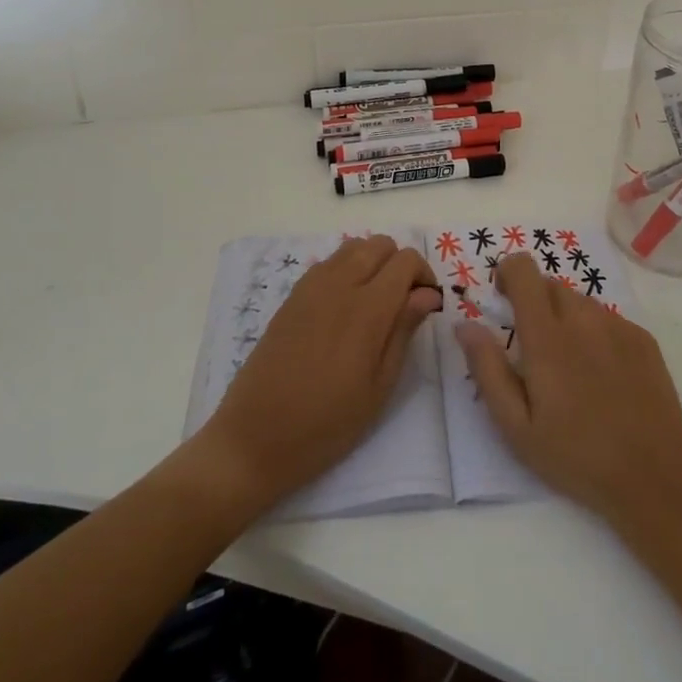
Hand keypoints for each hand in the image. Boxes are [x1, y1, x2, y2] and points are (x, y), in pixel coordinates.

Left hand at [197, 236, 441, 511]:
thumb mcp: (379, 387)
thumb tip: (427, 295)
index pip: (406, 261)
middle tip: (403, 303)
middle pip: (380, 244)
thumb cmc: (326, 424)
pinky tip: (344, 309)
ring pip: (354, 247)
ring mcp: (311, 287)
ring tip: (374, 303)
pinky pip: (328, 263)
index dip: (424, 276)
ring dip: (372, 263)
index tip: (426, 306)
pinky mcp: (292, 296)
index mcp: (367, 309)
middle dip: (400, 264)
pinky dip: (346, 270)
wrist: (254, 438)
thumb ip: (404, 331)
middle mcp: (339, 285)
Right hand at [456, 254, 681, 529]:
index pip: (523, 270)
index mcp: (547, 336)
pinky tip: (601, 375)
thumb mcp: (516, 426)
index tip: (502, 299)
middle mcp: (583, 318)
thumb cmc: (576, 456)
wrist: (654, 477)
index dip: (507, 273)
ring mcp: (617, 325)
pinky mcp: (642, 338)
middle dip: (534, 303)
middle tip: (533, 349)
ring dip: (565, 318)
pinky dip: (595, 332)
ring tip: (569, 367)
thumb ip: (487, 368)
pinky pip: (608, 318)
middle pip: (550, 285)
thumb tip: (465, 325)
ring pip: (579, 301)